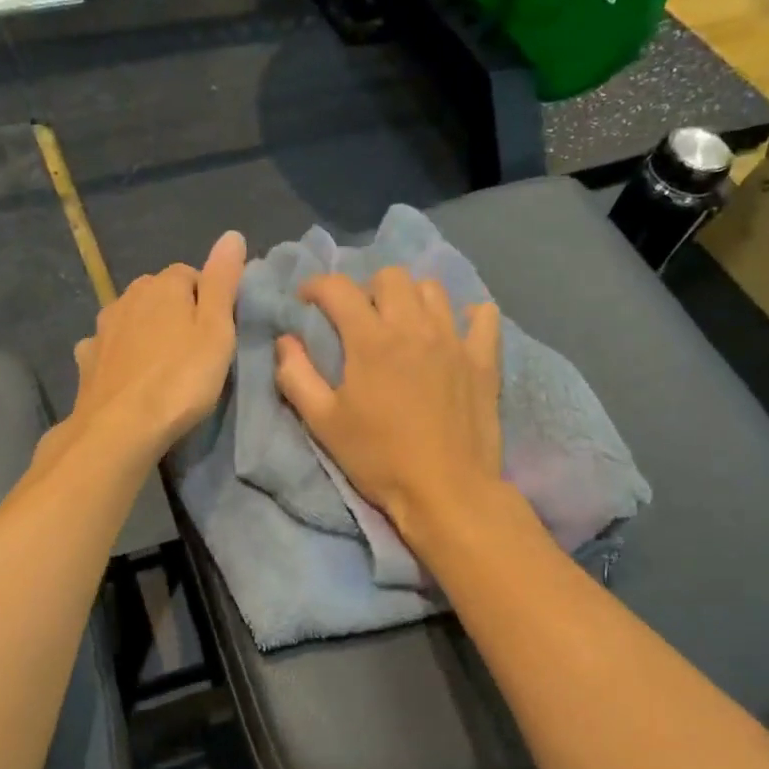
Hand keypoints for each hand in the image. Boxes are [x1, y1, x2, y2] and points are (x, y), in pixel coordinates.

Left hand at [47, 230, 246, 468]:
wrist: (120, 427)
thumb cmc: (180, 379)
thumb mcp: (217, 330)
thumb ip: (223, 281)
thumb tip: (232, 235)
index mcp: (163, 284)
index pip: (192, 275)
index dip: (208, 301)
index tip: (219, 332)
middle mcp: (128, 296)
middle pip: (160, 295)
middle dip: (177, 314)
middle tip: (196, 351)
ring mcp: (103, 327)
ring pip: (133, 319)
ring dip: (147, 333)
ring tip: (164, 365)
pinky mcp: (87, 359)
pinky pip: (109, 346)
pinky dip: (120, 354)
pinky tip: (130, 376)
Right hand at [274, 266, 504, 538]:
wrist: (446, 491)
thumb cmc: (379, 458)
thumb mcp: (323, 423)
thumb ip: (297, 376)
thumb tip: (285, 341)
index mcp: (371, 340)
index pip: (338, 289)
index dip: (316, 286)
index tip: (307, 301)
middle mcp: (414, 328)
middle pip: (391, 277)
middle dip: (367, 288)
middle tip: (359, 317)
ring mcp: (454, 340)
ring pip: (433, 290)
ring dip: (411, 298)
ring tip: (402, 324)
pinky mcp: (483, 360)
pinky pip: (483, 316)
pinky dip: (468, 315)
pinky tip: (454, 331)